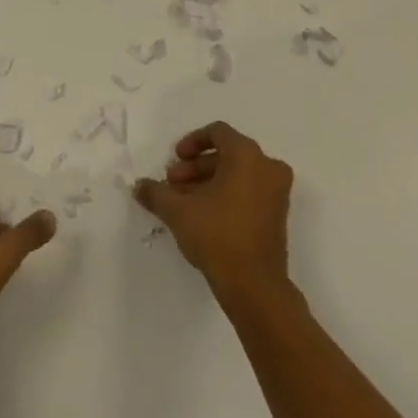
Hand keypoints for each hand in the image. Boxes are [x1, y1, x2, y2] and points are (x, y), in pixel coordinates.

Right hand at [133, 122, 293, 299]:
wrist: (254, 285)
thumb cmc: (217, 235)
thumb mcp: (178, 211)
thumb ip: (156, 193)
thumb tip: (139, 186)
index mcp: (247, 155)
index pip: (218, 132)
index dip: (192, 142)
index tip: (175, 159)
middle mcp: (267, 167)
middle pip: (226, 154)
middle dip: (196, 168)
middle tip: (173, 185)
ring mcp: (277, 192)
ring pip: (237, 175)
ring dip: (208, 183)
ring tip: (183, 203)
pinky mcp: (278, 215)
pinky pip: (249, 191)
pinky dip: (226, 195)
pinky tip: (202, 216)